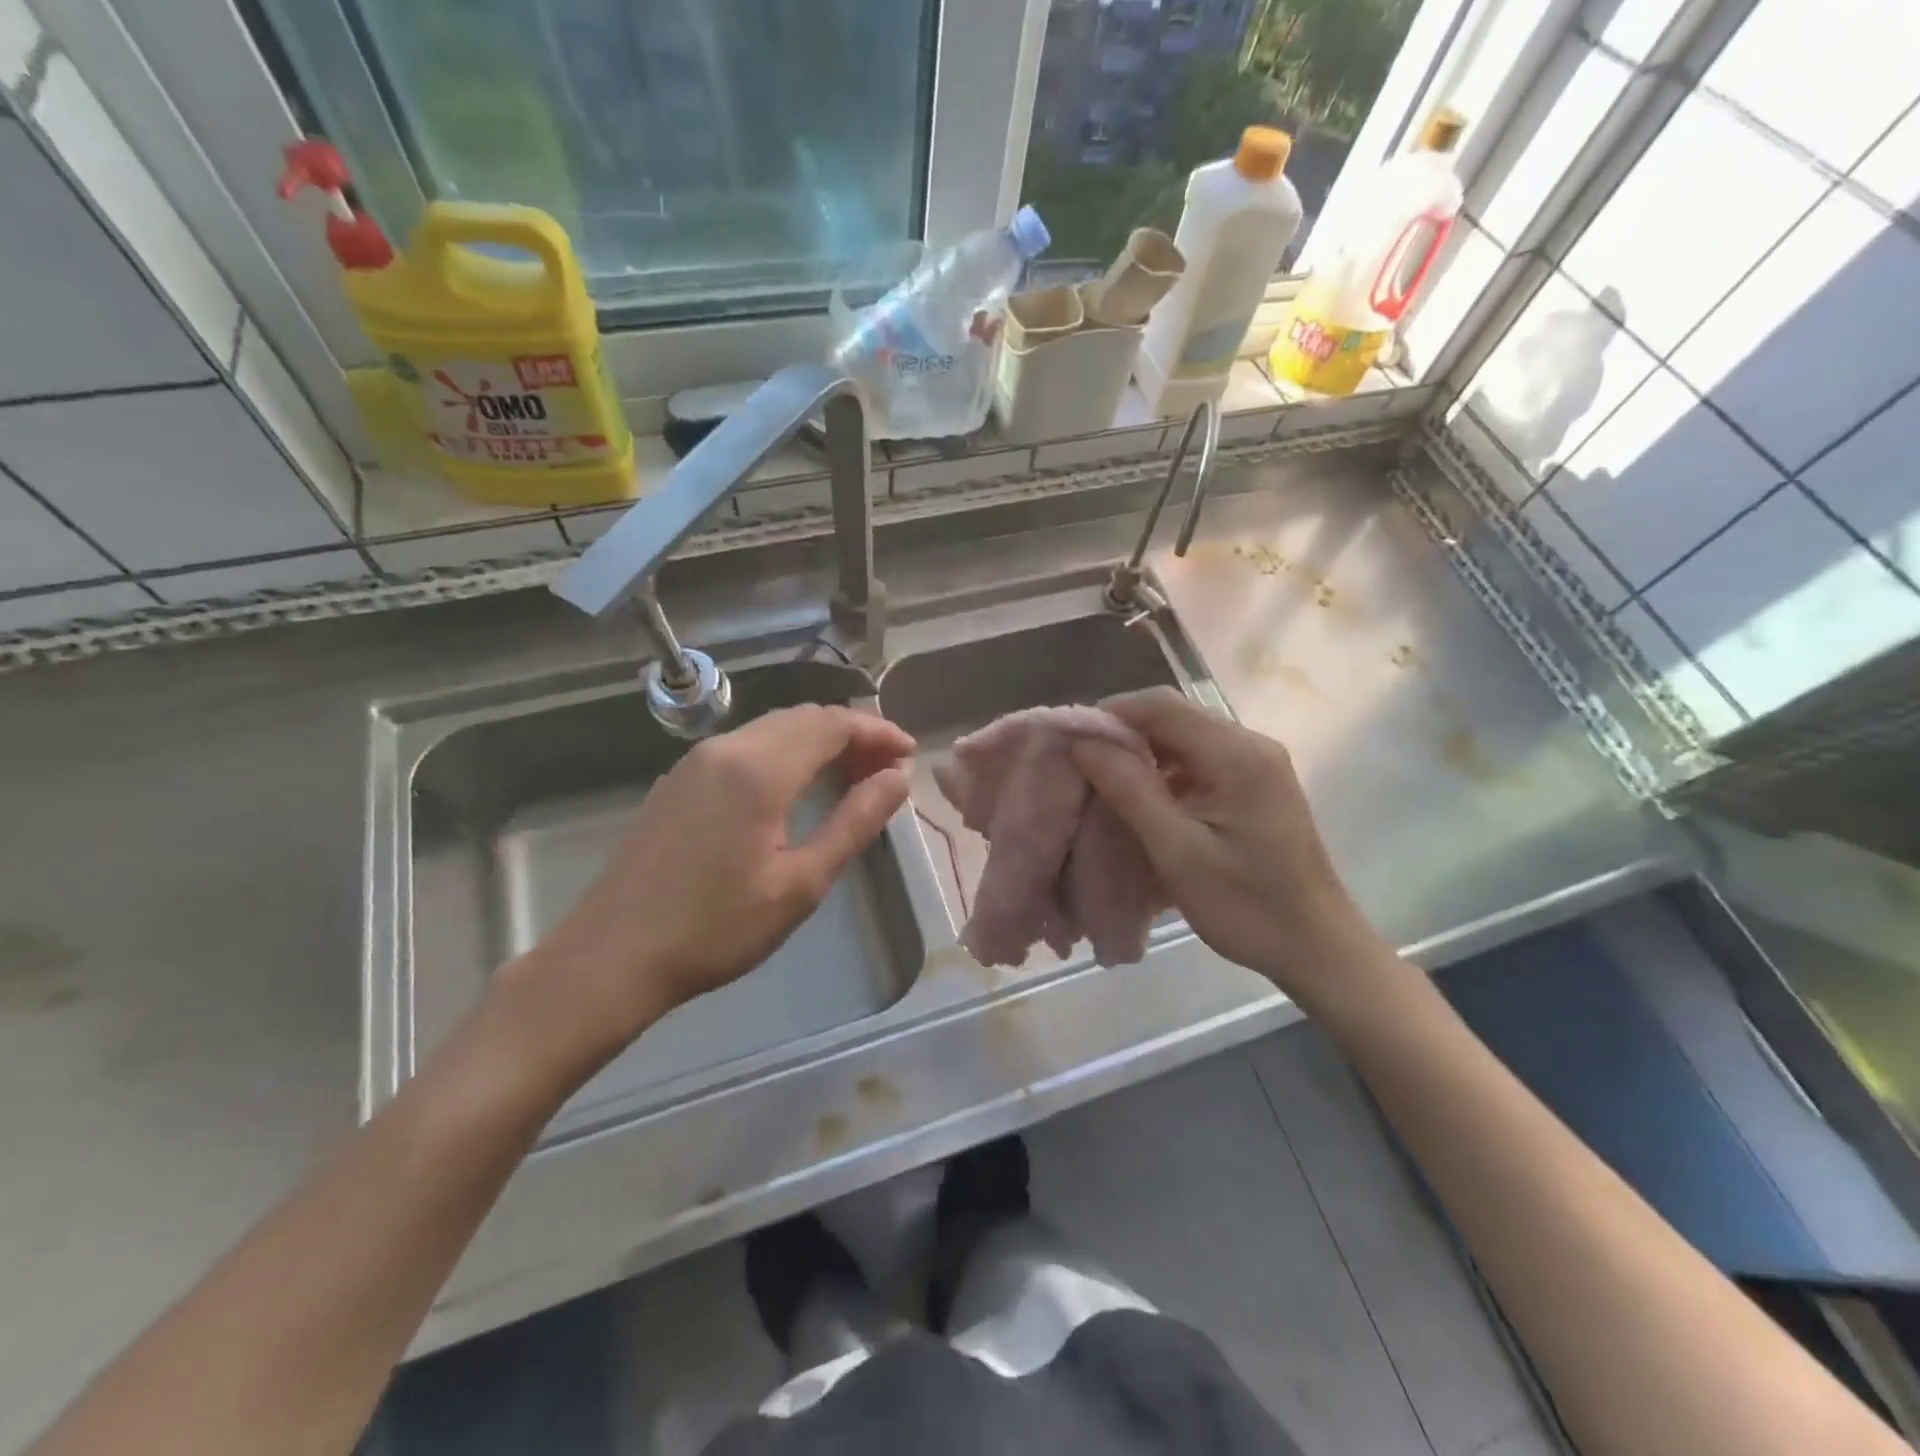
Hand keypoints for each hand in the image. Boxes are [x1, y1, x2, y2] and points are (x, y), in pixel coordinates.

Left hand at [499, 704, 913, 1079]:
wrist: (612, 956)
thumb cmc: (716, 928)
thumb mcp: (800, 884)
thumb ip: (854, 823)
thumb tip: (898, 779)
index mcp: (760, 770)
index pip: (832, 724)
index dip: (877, 732)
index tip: (909, 753)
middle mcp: (726, 748)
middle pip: (803, 718)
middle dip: (852, 733)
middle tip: (886, 769)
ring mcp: (696, 761)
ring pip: (773, 728)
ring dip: (818, 741)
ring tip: (851, 775)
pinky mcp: (679, 780)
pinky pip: (746, 745)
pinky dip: (785, 752)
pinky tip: (797, 786)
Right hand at [1070, 688, 1389, 1009]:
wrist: (1316, 947)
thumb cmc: (1245, 905)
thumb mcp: (1177, 851)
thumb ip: (1129, 789)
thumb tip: (1082, 742)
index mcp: (1237, 754)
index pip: (1162, 706)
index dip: (1111, 714)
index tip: (1071, 742)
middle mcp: (1251, 745)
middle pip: (1175, 715)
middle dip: (1124, 733)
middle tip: (1083, 765)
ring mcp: (1258, 763)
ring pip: (1185, 737)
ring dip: (1143, 752)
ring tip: (1105, 782)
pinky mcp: (1256, 784)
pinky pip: (1200, 759)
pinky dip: (1166, 770)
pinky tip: (1145, 799)